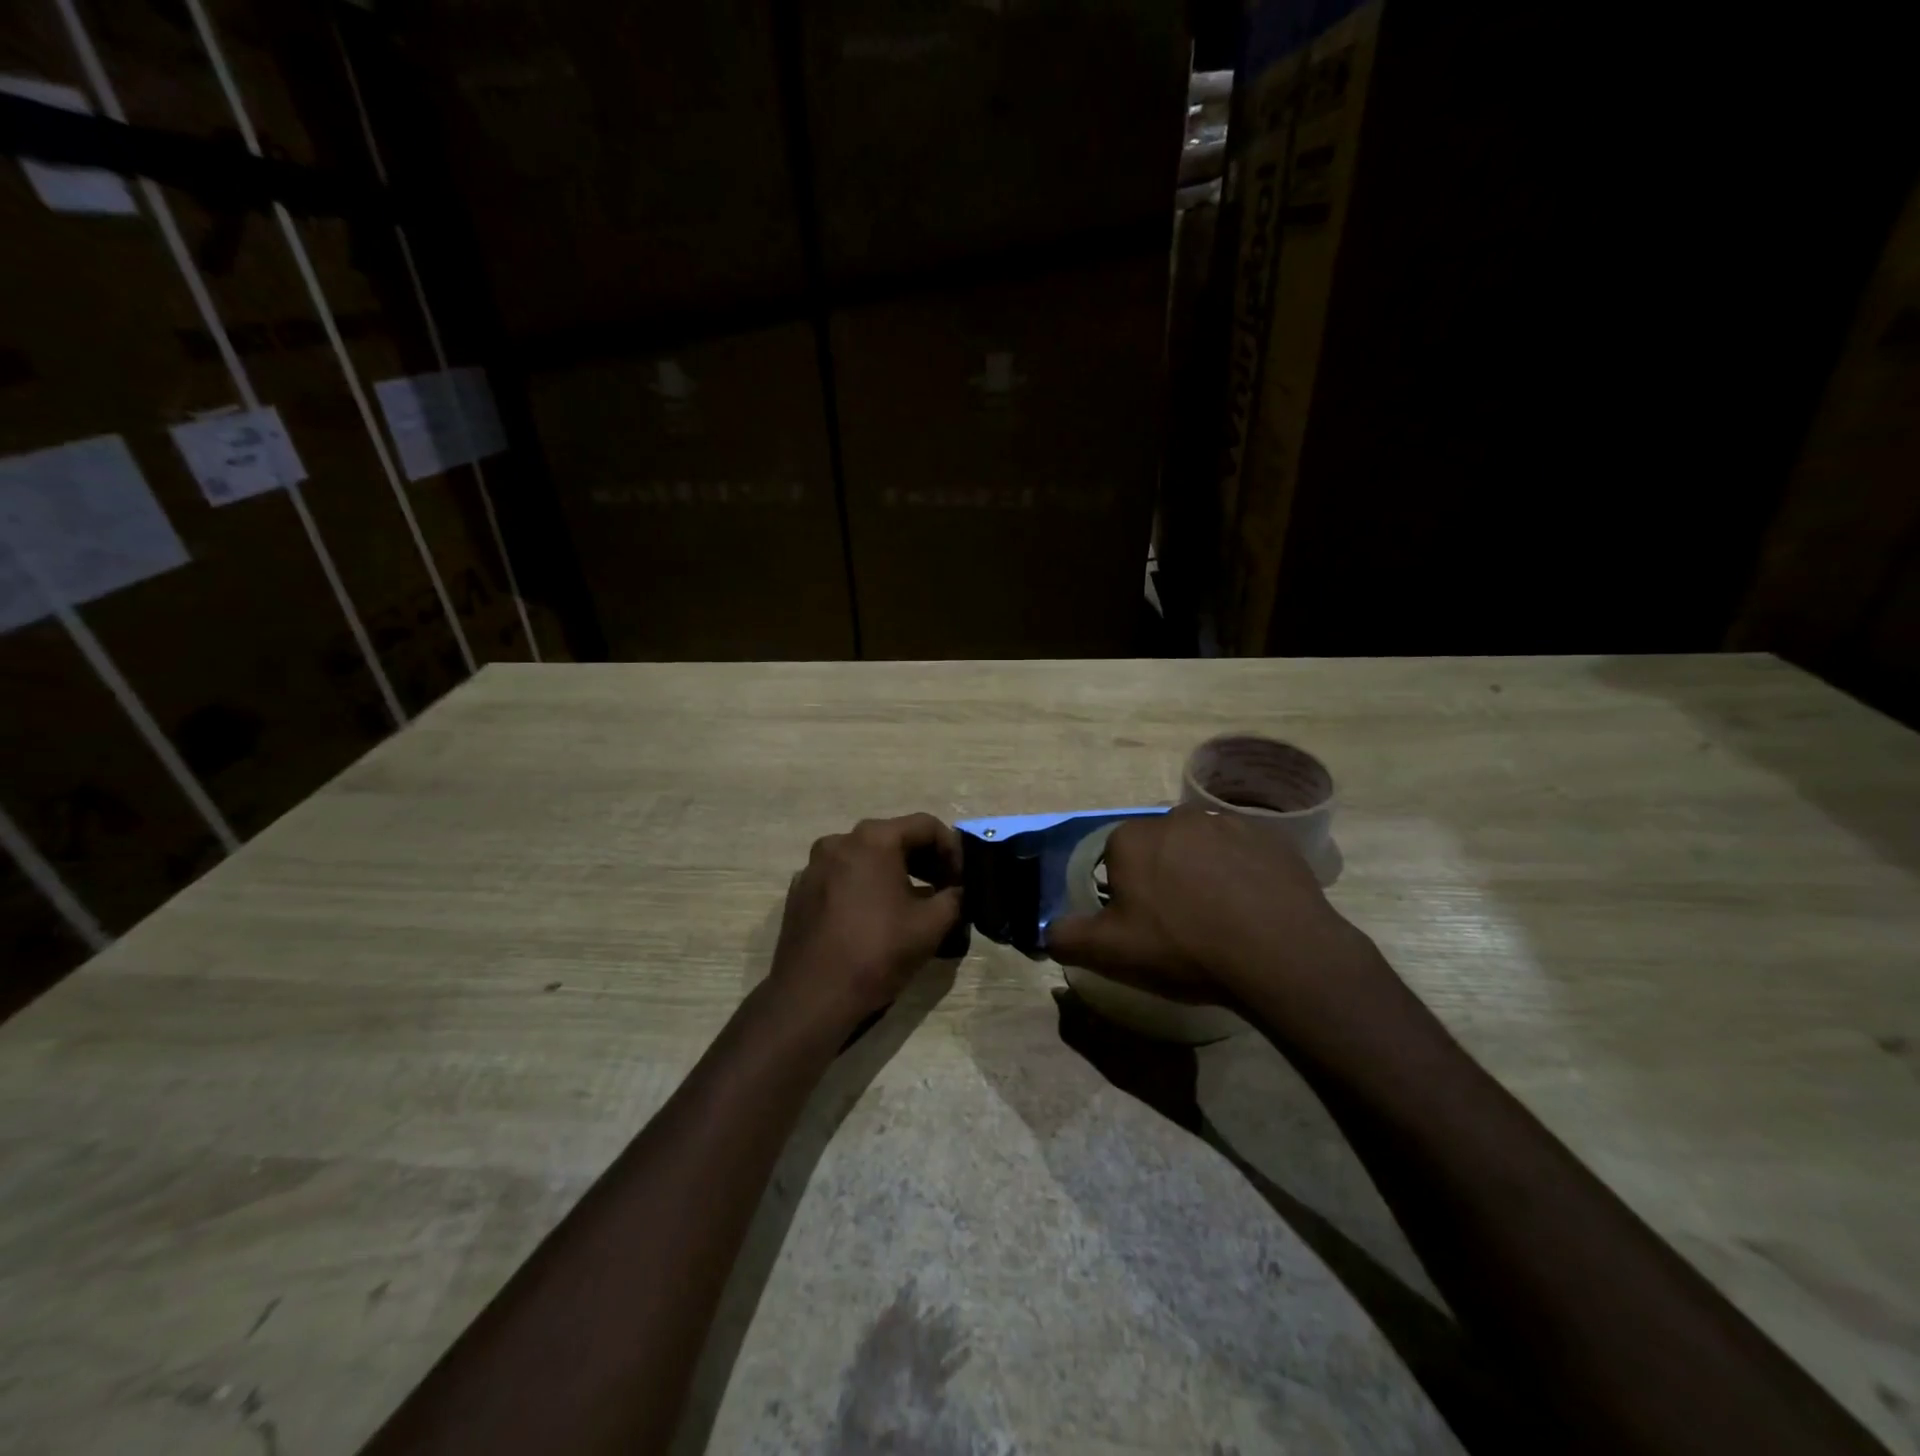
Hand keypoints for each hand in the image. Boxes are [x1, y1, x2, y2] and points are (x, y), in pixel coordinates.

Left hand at [766, 813, 964, 1034]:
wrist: (812, 997)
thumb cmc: (877, 952)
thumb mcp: (932, 925)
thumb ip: (955, 897)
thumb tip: (958, 891)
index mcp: (873, 839)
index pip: (926, 826)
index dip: (953, 850)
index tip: (962, 880)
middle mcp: (839, 841)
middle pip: (893, 837)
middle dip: (925, 860)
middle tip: (945, 889)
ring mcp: (814, 866)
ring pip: (866, 858)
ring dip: (895, 873)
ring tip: (913, 904)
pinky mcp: (800, 891)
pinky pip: (842, 878)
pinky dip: (865, 887)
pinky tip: (874, 918)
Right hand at [1046, 805, 1386, 1037]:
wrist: (1279, 954)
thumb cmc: (1184, 948)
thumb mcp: (1111, 953)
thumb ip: (1067, 937)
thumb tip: (1047, 930)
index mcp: (1132, 839)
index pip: (1114, 859)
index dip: (1126, 893)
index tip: (1144, 925)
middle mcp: (1175, 818)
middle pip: (1158, 849)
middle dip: (1163, 877)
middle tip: (1181, 925)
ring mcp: (1226, 823)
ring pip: (1201, 848)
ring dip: (1203, 872)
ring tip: (1222, 919)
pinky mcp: (1270, 837)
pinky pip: (1243, 853)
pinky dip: (1242, 874)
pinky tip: (1253, 909)